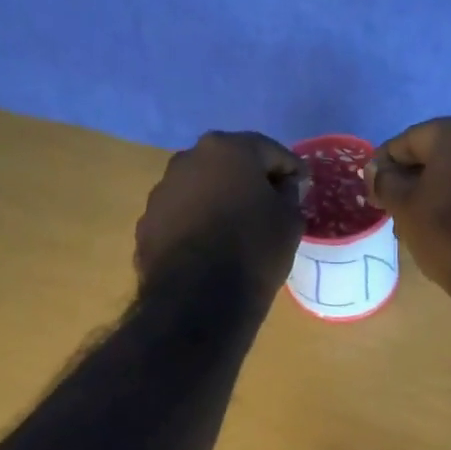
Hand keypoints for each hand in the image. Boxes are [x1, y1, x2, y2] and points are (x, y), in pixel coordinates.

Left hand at [135, 131, 303, 298]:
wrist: (199, 299)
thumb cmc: (255, 250)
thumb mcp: (290, 221)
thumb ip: (290, 195)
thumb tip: (283, 188)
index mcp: (228, 149)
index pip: (270, 151)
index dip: (291, 170)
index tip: (303, 187)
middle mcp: (189, 158)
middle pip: (230, 164)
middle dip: (250, 180)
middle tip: (270, 205)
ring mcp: (162, 190)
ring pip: (201, 188)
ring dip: (219, 201)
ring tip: (237, 229)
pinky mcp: (147, 222)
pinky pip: (182, 215)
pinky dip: (198, 224)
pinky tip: (210, 248)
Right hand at [367, 116, 450, 305]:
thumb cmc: (450, 231)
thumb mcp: (405, 207)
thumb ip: (385, 181)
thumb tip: (376, 170)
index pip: (407, 141)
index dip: (383, 166)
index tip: (371, 192)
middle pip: (438, 155)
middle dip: (413, 179)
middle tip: (393, 209)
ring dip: (438, 192)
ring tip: (420, 223)